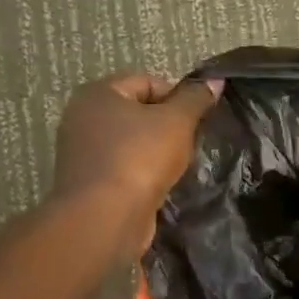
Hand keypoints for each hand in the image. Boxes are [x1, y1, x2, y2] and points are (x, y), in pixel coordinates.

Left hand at [51, 73, 223, 258]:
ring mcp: (83, 153)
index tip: (198, 120)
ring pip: (133, 143)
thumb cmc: (139, 158)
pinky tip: (162, 186)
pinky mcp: (90, 183)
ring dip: (159, 153)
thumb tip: (214, 80)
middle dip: (169, 127)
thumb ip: (196, 99)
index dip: (178, 98)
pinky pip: (125, 169)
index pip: (147, 82)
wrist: (105, 218)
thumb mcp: (177, 122)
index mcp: (98, 93)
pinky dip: (145, 175)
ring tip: (181, 167)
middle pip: (139, 113)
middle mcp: (83, 118)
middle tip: (192, 143)